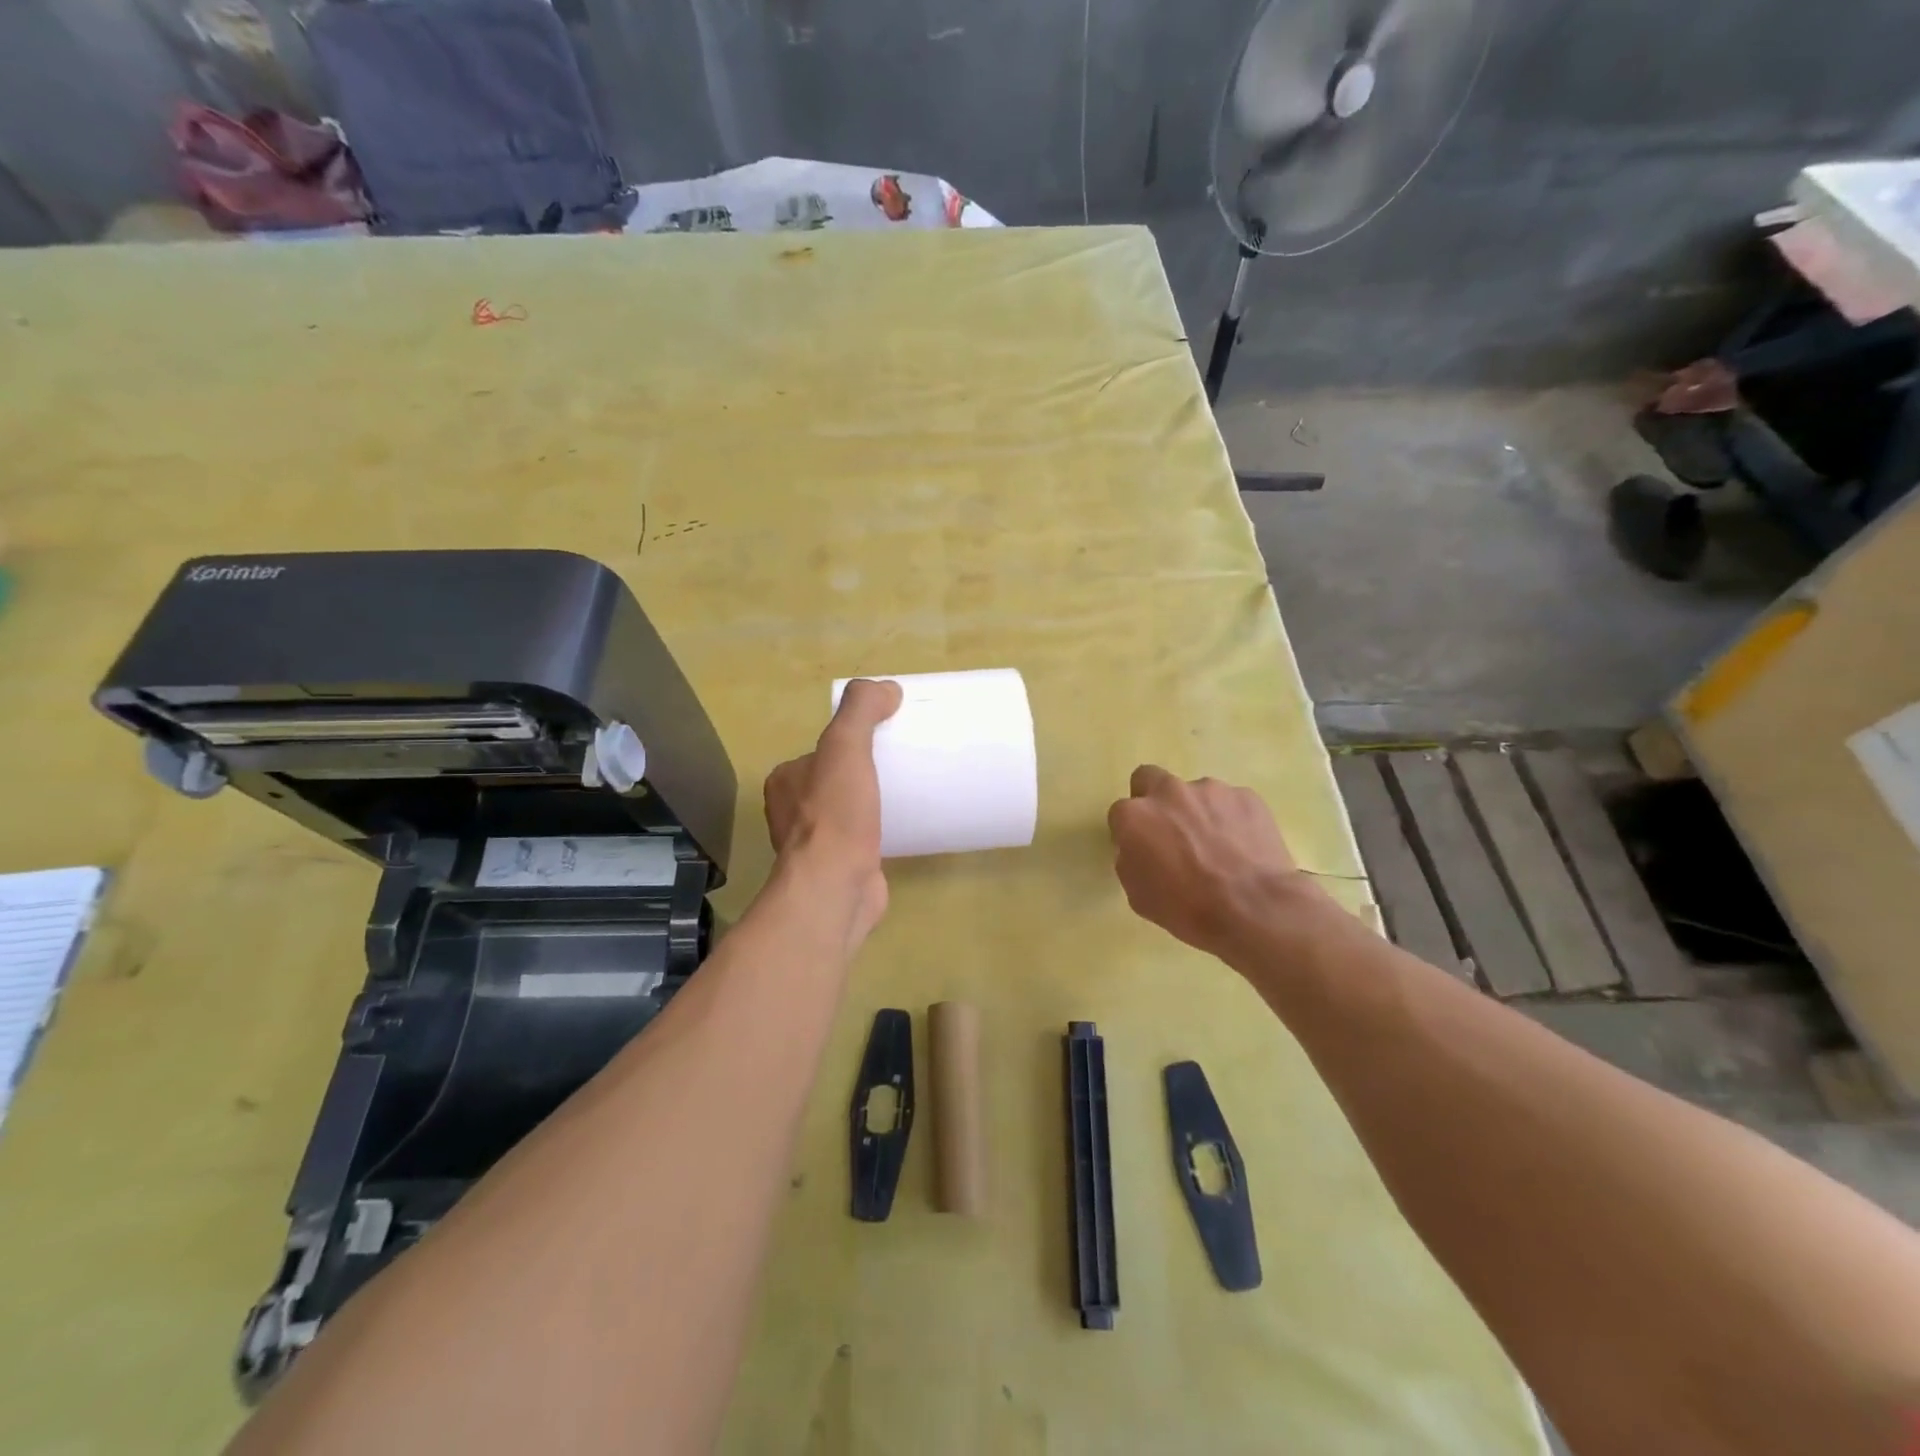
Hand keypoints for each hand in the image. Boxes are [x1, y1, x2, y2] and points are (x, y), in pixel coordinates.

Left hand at [764, 679, 903, 940]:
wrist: (835, 888)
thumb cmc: (834, 816)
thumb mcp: (845, 748)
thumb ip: (860, 711)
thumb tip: (886, 688)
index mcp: (785, 779)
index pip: (823, 749)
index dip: (854, 741)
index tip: (889, 738)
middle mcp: (791, 810)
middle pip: (837, 779)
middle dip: (867, 771)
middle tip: (905, 765)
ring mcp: (814, 843)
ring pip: (848, 810)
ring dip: (873, 802)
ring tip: (911, 792)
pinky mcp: (838, 867)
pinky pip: (861, 838)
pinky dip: (879, 830)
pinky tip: (903, 827)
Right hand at [1108, 765, 1324, 960]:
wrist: (1255, 910)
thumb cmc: (1188, 909)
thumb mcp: (1138, 895)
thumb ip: (1131, 859)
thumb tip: (1141, 848)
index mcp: (1135, 816)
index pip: (1121, 813)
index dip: (1131, 832)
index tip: (1144, 850)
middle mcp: (1168, 792)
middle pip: (1150, 779)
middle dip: (1155, 800)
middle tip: (1171, 831)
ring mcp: (1211, 790)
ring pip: (1195, 793)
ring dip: (1198, 812)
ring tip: (1218, 846)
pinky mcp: (1246, 796)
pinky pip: (1230, 803)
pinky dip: (1231, 819)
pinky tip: (1242, 847)